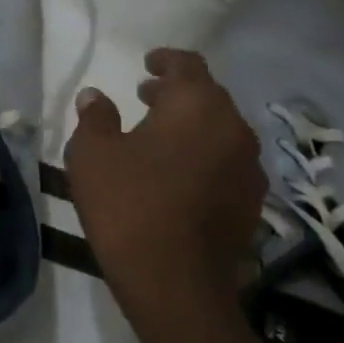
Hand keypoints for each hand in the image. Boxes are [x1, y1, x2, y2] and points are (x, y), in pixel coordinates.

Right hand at [65, 48, 266, 339]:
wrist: (174, 282)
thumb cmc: (127, 203)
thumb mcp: (92, 152)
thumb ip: (94, 116)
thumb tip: (96, 97)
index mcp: (197, 106)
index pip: (188, 65)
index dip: (166, 60)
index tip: (146, 63)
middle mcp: (233, 129)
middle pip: (208, 97)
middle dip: (177, 93)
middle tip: (145, 97)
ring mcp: (249, 169)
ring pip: (220, 131)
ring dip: (191, 126)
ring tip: (158, 135)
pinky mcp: (251, 204)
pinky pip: (225, 163)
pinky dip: (202, 156)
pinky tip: (176, 174)